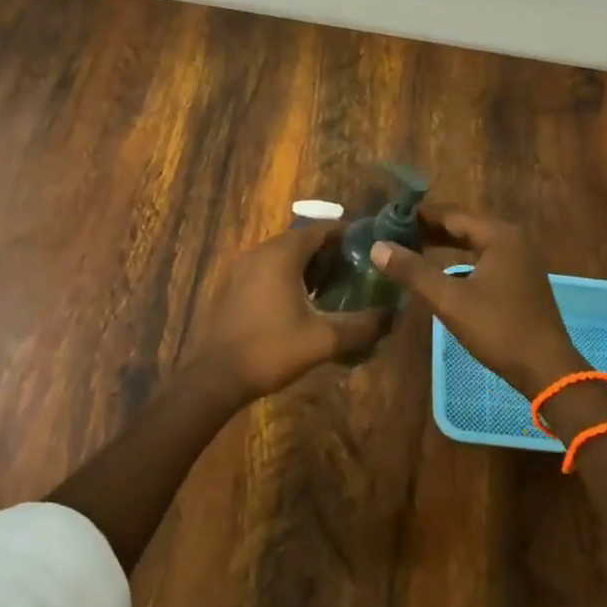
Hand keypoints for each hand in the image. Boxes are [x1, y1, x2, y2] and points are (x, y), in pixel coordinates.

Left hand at [193, 224, 393, 396]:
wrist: (214, 377)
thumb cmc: (271, 349)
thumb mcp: (324, 339)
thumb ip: (362, 325)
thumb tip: (392, 315)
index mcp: (282, 254)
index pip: (321, 229)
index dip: (347, 236)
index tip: (369, 250)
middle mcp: (261, 251)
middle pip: (302, 240)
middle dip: (330, 253)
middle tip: (356, 272)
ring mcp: (242, 268)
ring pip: (284, 255)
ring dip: (309, 266)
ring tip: (333, 289)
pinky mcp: (233, 286)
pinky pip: (268, 269)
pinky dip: (288, 277)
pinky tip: (301, 304)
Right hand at [370, 207, 584, 396]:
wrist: (547, 369)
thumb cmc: (498, 329)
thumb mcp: (450, 300)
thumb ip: (413, 271)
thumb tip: (377, 247)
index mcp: (499, 235)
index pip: (451, 214)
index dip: (418, 216)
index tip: (388, 218)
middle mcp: (512, 239)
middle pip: (463, 225)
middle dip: (429, 229)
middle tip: (393, 234)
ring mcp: (520, 259)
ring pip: (473, 242)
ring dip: (444, 244)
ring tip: (410, 248)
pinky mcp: (520, 278)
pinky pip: (484, 258)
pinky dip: (460, 259)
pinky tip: (440, 270)